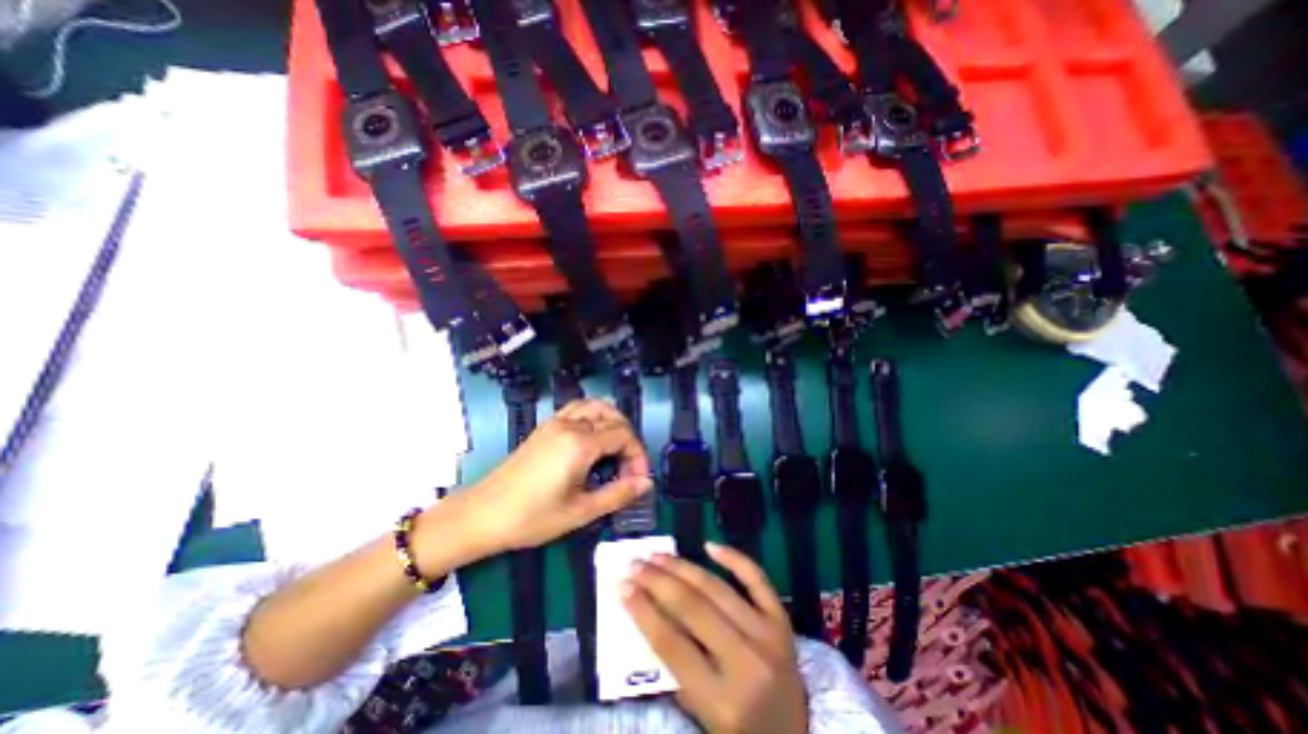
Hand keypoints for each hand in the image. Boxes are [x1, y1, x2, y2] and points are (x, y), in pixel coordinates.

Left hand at [448, 397, 654, 553]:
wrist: (481, 515)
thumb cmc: (531, 518)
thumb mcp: (580, 512)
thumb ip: (618, 494)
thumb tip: (646, 483)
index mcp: (580, 444)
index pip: (623, 435)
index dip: (638, 456)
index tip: (638, 480)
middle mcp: (570, 425)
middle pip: (613, 417)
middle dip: (628, 440)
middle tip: (629, 468)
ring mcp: (555, 422)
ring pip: (595, 406)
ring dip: (613, 421)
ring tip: (617, 448)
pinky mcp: (545, 427)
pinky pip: (577, 409)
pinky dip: (593, 416)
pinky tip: (593, 439)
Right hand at [618, 541, 808, 731]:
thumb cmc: (741, 731)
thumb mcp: (702, 717)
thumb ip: (676, 672)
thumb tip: (648, 614)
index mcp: (722, 700)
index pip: (672, 644)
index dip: (643, 611)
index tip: (622, 586)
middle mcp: (747, 663)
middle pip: (693, 609)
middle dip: (657, 581)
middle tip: (634, 564)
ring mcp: (768, 635)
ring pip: (717, 589)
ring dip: (683, 567)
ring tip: (658, 555)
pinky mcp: (782, 619)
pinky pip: (757, 579)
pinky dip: (733, 558)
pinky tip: (709, 546)